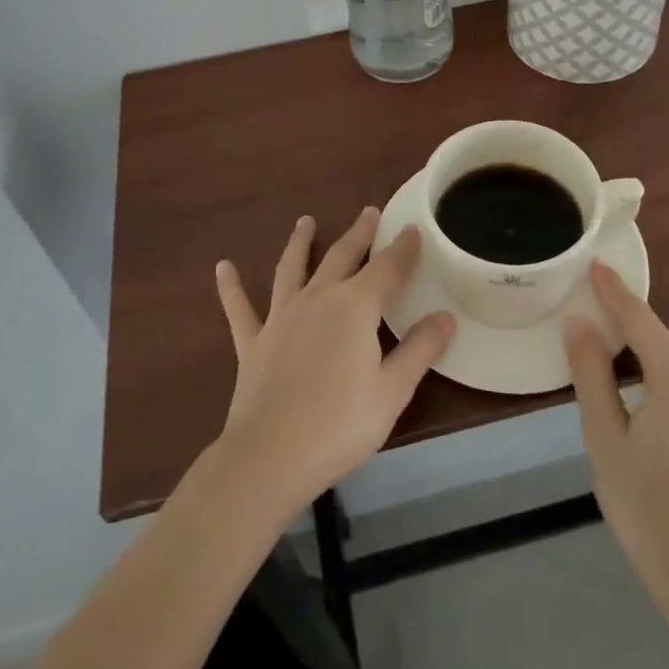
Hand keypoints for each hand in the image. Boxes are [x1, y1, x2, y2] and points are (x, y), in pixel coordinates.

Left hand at [213, 209, 455, 513]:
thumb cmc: (340, 425)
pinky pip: (240, 307)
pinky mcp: (253, 341)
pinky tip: (222, 267)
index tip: (413, 229)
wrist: (270, 456)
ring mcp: (281, 317)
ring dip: (300, 243)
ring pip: (292, 269)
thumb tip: (446, 316)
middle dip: (359, 234)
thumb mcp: (392, 391)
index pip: (387, 268)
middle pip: (342, 257)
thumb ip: (419, 349)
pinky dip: (231, 286)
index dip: (403, 248)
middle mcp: (318, 299)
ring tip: (305, 221)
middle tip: (369, 212)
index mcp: (355, 307)